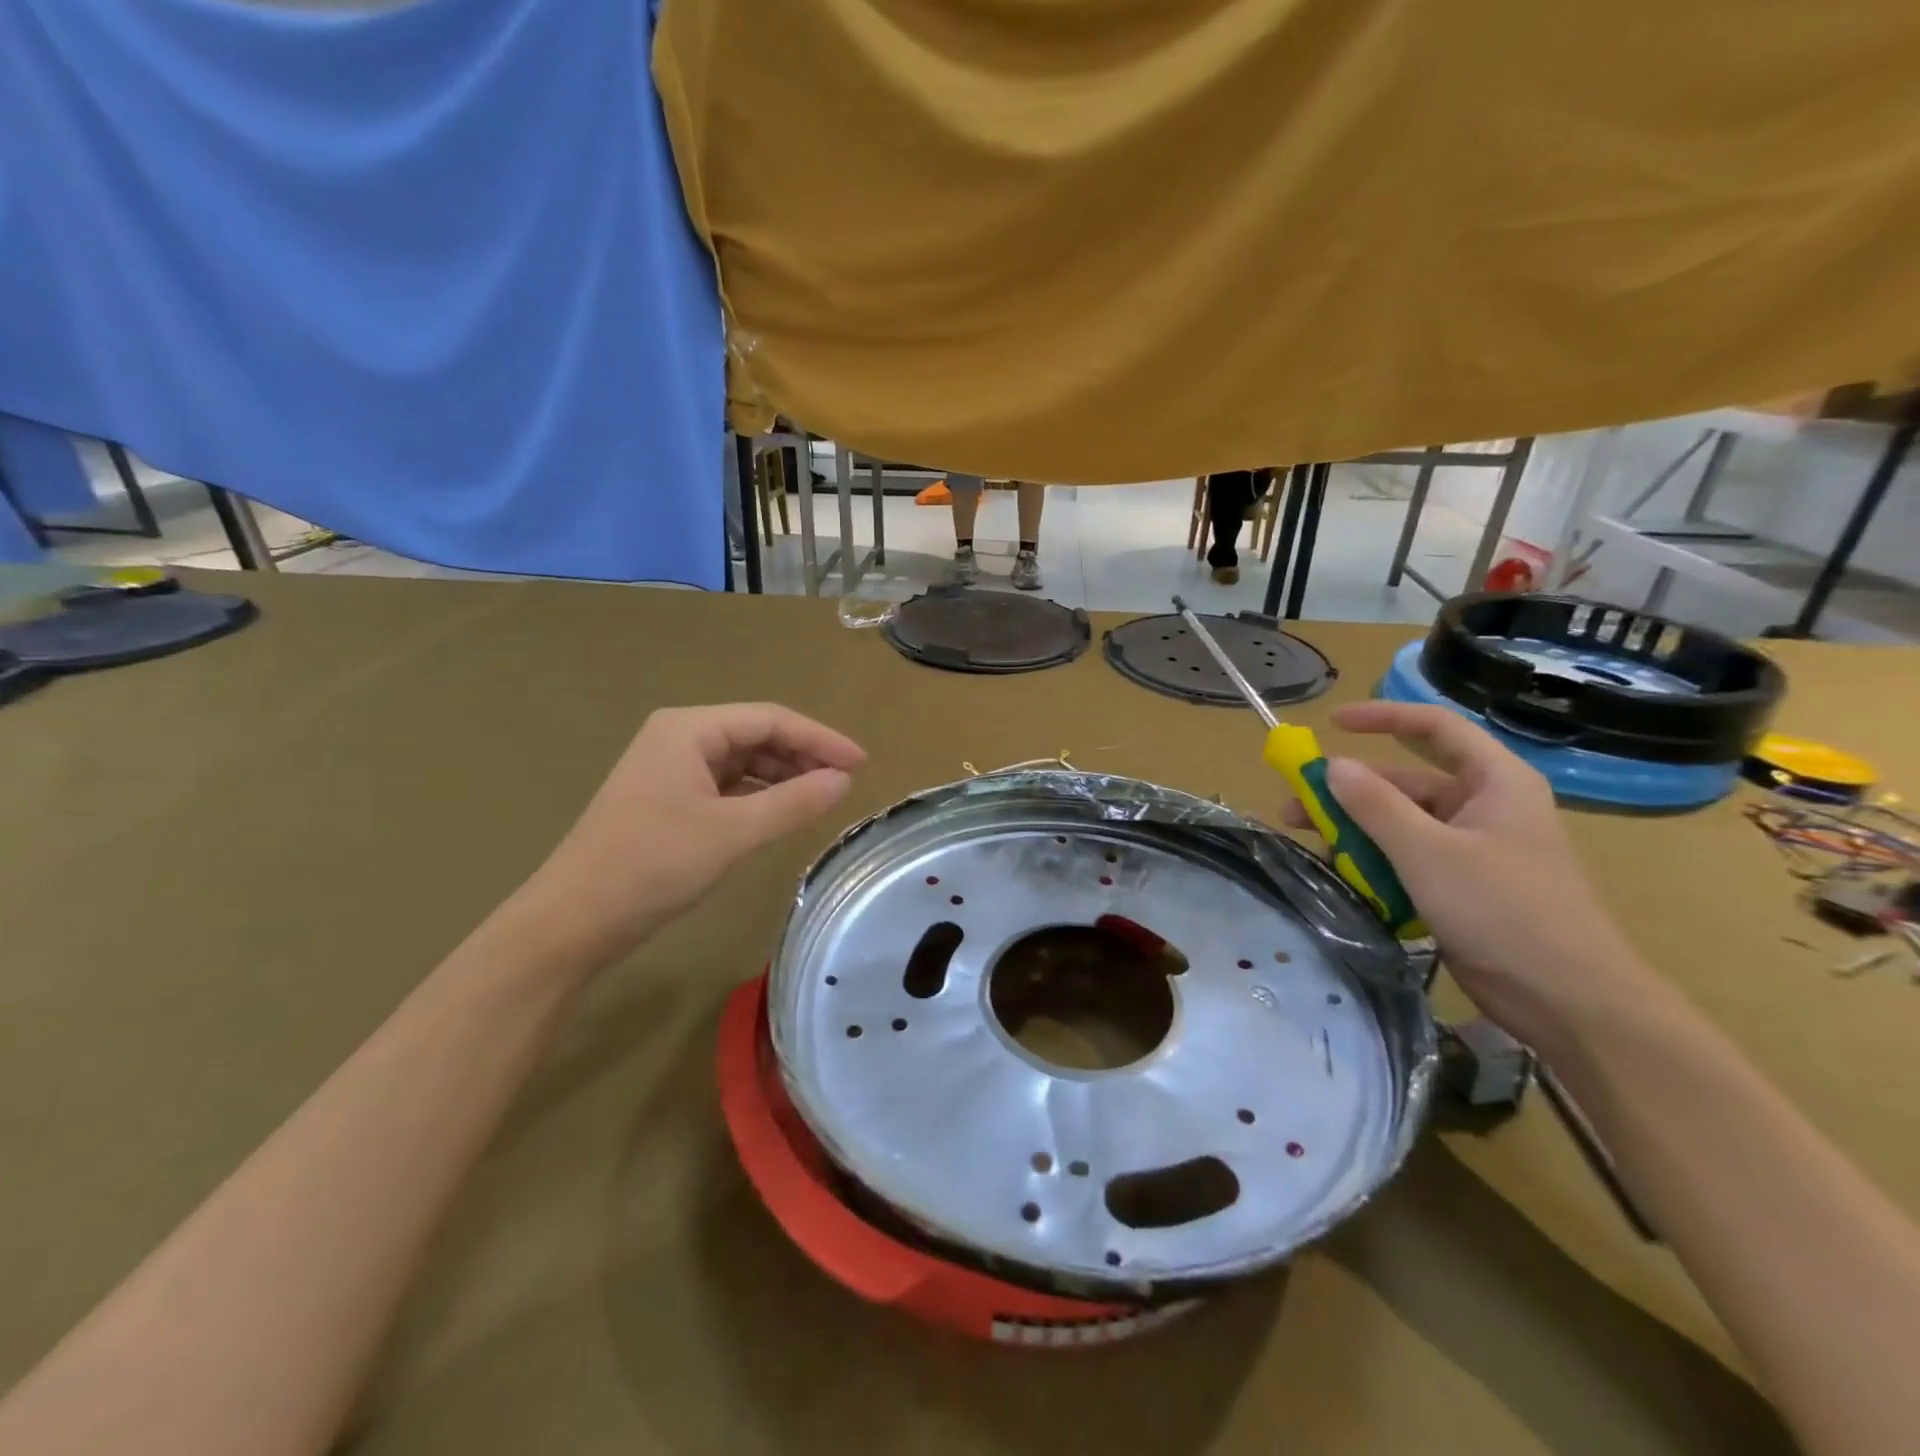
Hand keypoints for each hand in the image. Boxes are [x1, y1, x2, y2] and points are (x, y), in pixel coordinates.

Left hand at [515, 704, 864, 964]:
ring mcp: (669, 770)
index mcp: (689, 729)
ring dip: (782, 777)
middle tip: (845, 783)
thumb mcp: (733, 832)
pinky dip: (758, 797)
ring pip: (741, 762)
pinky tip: (780, 814)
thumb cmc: (653, 865)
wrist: (572, 921)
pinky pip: (725, 786)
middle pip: (756, 736)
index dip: (820, 738)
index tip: (861, 763)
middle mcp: (678, 738)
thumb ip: (794, 802)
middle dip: (802, 756)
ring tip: (821, 799)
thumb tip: (844, 780)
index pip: (770, 719)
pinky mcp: (666, 800)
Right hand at [1286, 701, 1656, 1047]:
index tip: (1330, 723)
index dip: (1382, 717)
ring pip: (1401, 824)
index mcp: (1493, 782)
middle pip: (1405, 783)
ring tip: (1313, 848)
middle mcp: (1483, 807)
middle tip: (1295, 808)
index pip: (1435, 728)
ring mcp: (1472, 849)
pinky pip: (1407, 859)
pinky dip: (1374, 863)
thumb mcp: (1428, 852)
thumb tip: (1331, 765)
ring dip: (1355, 832)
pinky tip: (1345, 878)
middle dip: (1349, 793)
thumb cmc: (1503, 910)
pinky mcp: (1461, 886)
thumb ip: (1375, 805)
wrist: (1567, 1001)